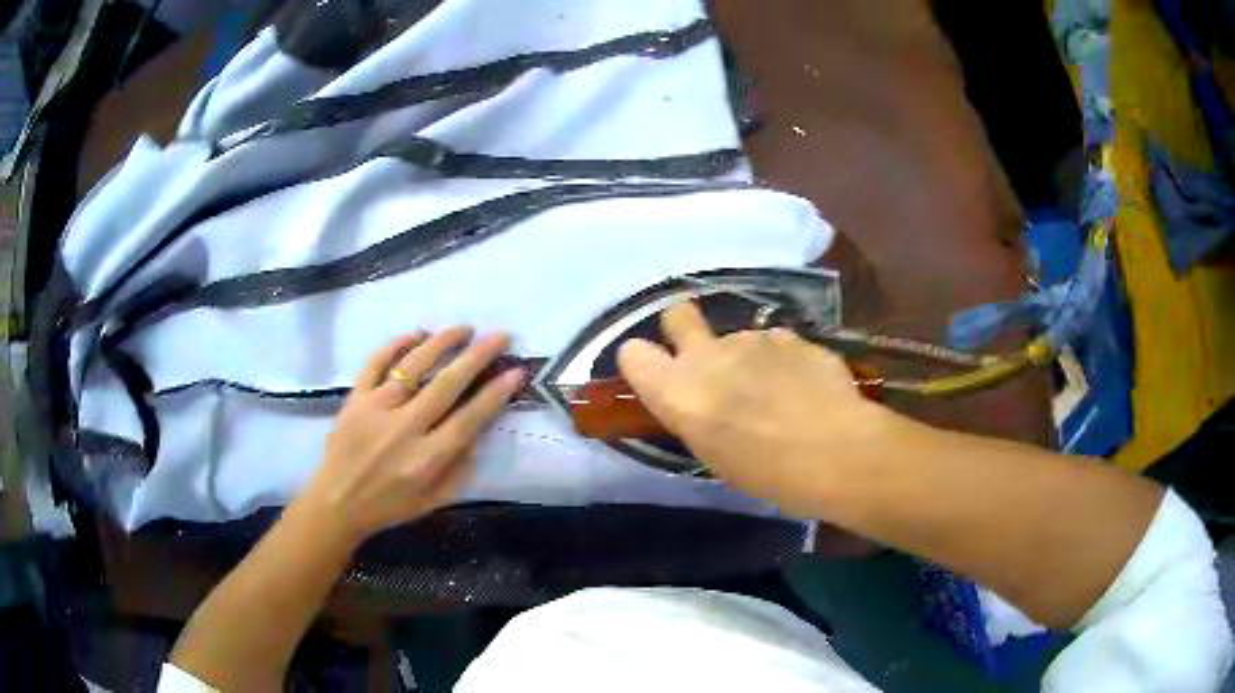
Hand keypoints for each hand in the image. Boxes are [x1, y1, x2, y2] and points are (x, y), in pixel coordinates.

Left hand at [296, 327, 523, 546]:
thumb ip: (460, 470)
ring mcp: (376, 408)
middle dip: (478, 356)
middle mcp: (404, 429)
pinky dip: (397, 345)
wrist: (337, 503)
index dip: (496, 393)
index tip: (516, 371)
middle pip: (447, 384)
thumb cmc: (389, 506)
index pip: (469, 419)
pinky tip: (417, 334)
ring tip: (464, 328)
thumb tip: (478, 433)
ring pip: (413, 365)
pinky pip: (376, 363)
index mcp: (426, 459)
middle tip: (500, 336)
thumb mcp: (433, 502)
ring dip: (442, 342)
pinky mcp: (355, 398)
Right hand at [617, 302, 893, 514]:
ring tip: (777, 393)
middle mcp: (708, 355)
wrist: (836, 450)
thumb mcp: (715, 455)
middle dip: (683, 327)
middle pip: (676, 314)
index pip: (633, 355)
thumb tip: (703, 400)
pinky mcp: (790, 335)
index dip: (643, 362)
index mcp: (679, 392)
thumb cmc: (768, 473)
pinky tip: (804, 388)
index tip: (659, 376)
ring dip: (748, 357)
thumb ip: (698, 415)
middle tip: (707, 358)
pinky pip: (776, 343)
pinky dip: (784, 361)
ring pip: (738, 337)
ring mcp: (752, 338)